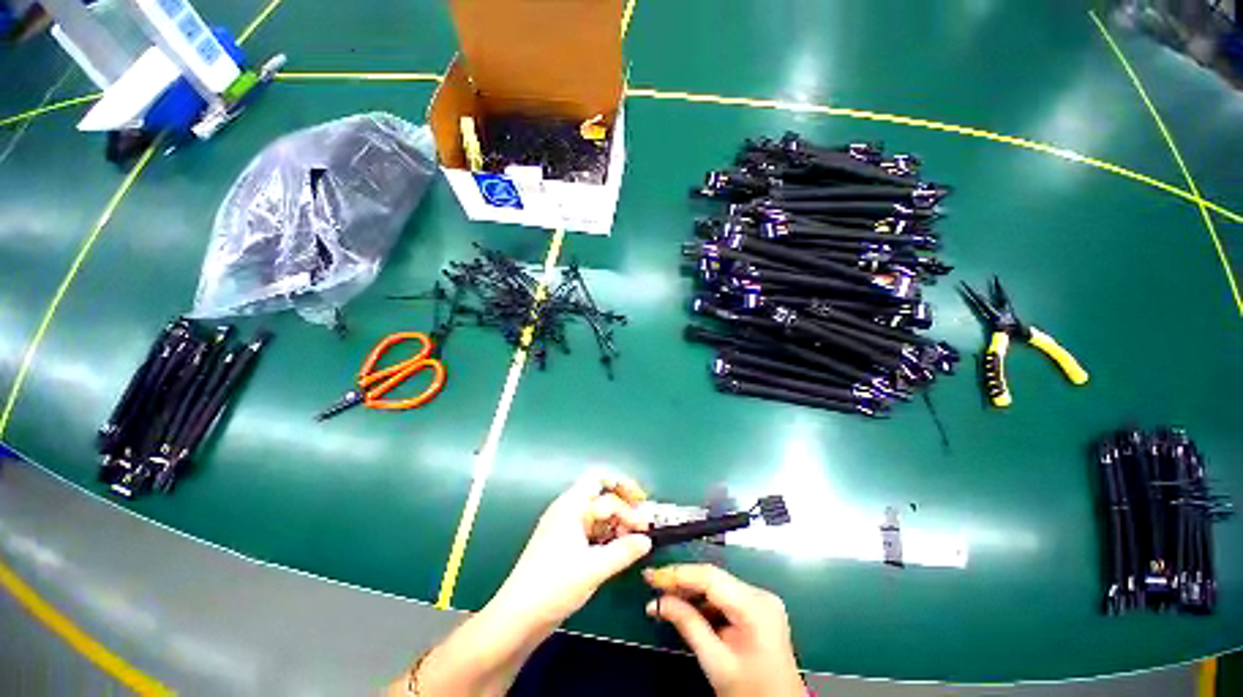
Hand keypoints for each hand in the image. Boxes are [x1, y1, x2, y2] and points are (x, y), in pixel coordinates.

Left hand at [492, 470, 653, 627]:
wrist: (518, 617)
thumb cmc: (554, 586)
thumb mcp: (594, 568)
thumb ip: (624, 551)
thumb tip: (647, 539)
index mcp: (570, 506)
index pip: (601, 482)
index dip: (624, 490)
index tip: (643, 506)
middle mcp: (567, 510)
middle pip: (600, 494)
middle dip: (623, 506)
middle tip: (642, 524)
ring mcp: (565, 527)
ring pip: (597, 514)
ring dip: (617, 522)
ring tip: (635, 540)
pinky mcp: (564, 544)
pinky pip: (591, 530)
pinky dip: (607, 535)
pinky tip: (619, 550)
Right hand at [644, 564, 804, 696]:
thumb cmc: (751, 693)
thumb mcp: (716, 663)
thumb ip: (688, 626)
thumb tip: (658, 602)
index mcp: (755, 606)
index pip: (709, 577)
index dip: (677, 573)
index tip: (651, 576)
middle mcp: (760, 595)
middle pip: (713, 578)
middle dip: (681, 581)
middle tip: (652, 584)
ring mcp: (761, 600)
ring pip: (717, 585)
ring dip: (690, 591)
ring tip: (663, 596)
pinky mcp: (757, 608)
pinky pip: (724, 596)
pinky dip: (703, 602)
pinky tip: (685, 607)